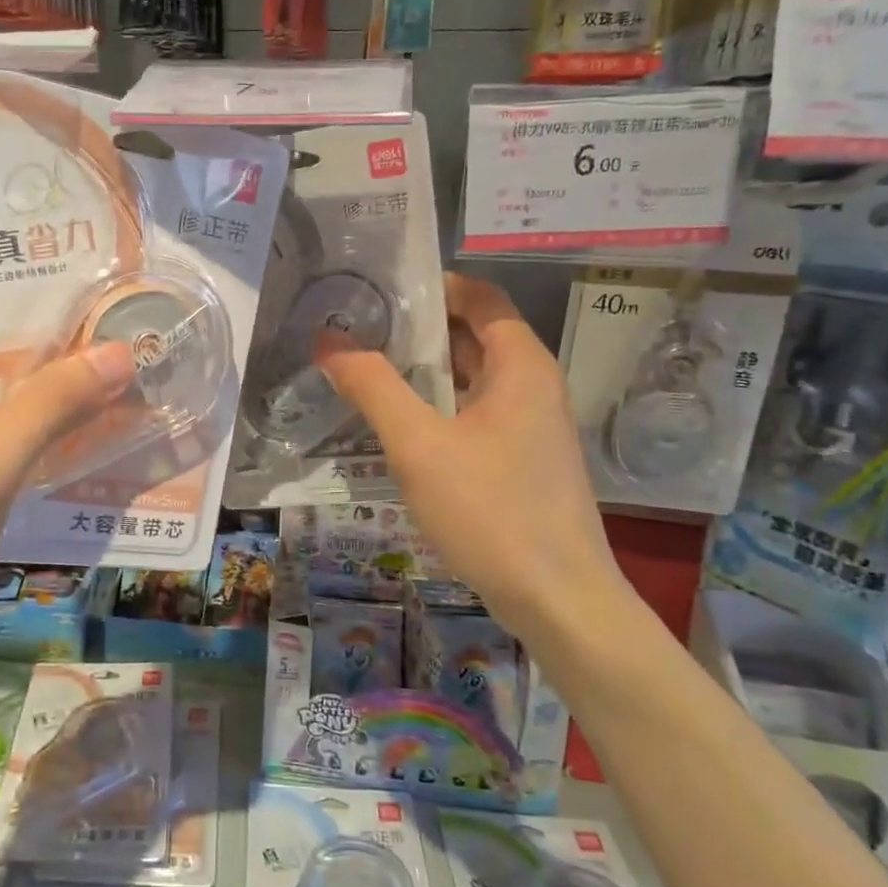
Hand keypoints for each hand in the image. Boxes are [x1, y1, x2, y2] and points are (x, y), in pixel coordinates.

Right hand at [317, 274, 625, 632]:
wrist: (560, 601)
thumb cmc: (491, 511)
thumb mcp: (419, 444)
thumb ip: (373, 386)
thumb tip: (328, 339)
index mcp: (521, 364)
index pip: (479, 297)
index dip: (431, 285)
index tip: (377, 289)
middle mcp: (532, 385)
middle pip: (473, 335)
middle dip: (417, 328)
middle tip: (356, 328)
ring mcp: (530, 426)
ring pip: (471, 379)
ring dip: (423, 371)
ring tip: (364, 369)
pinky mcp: (521, 461)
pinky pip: (474, 414)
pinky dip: (437, 406)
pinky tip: (396, 425)